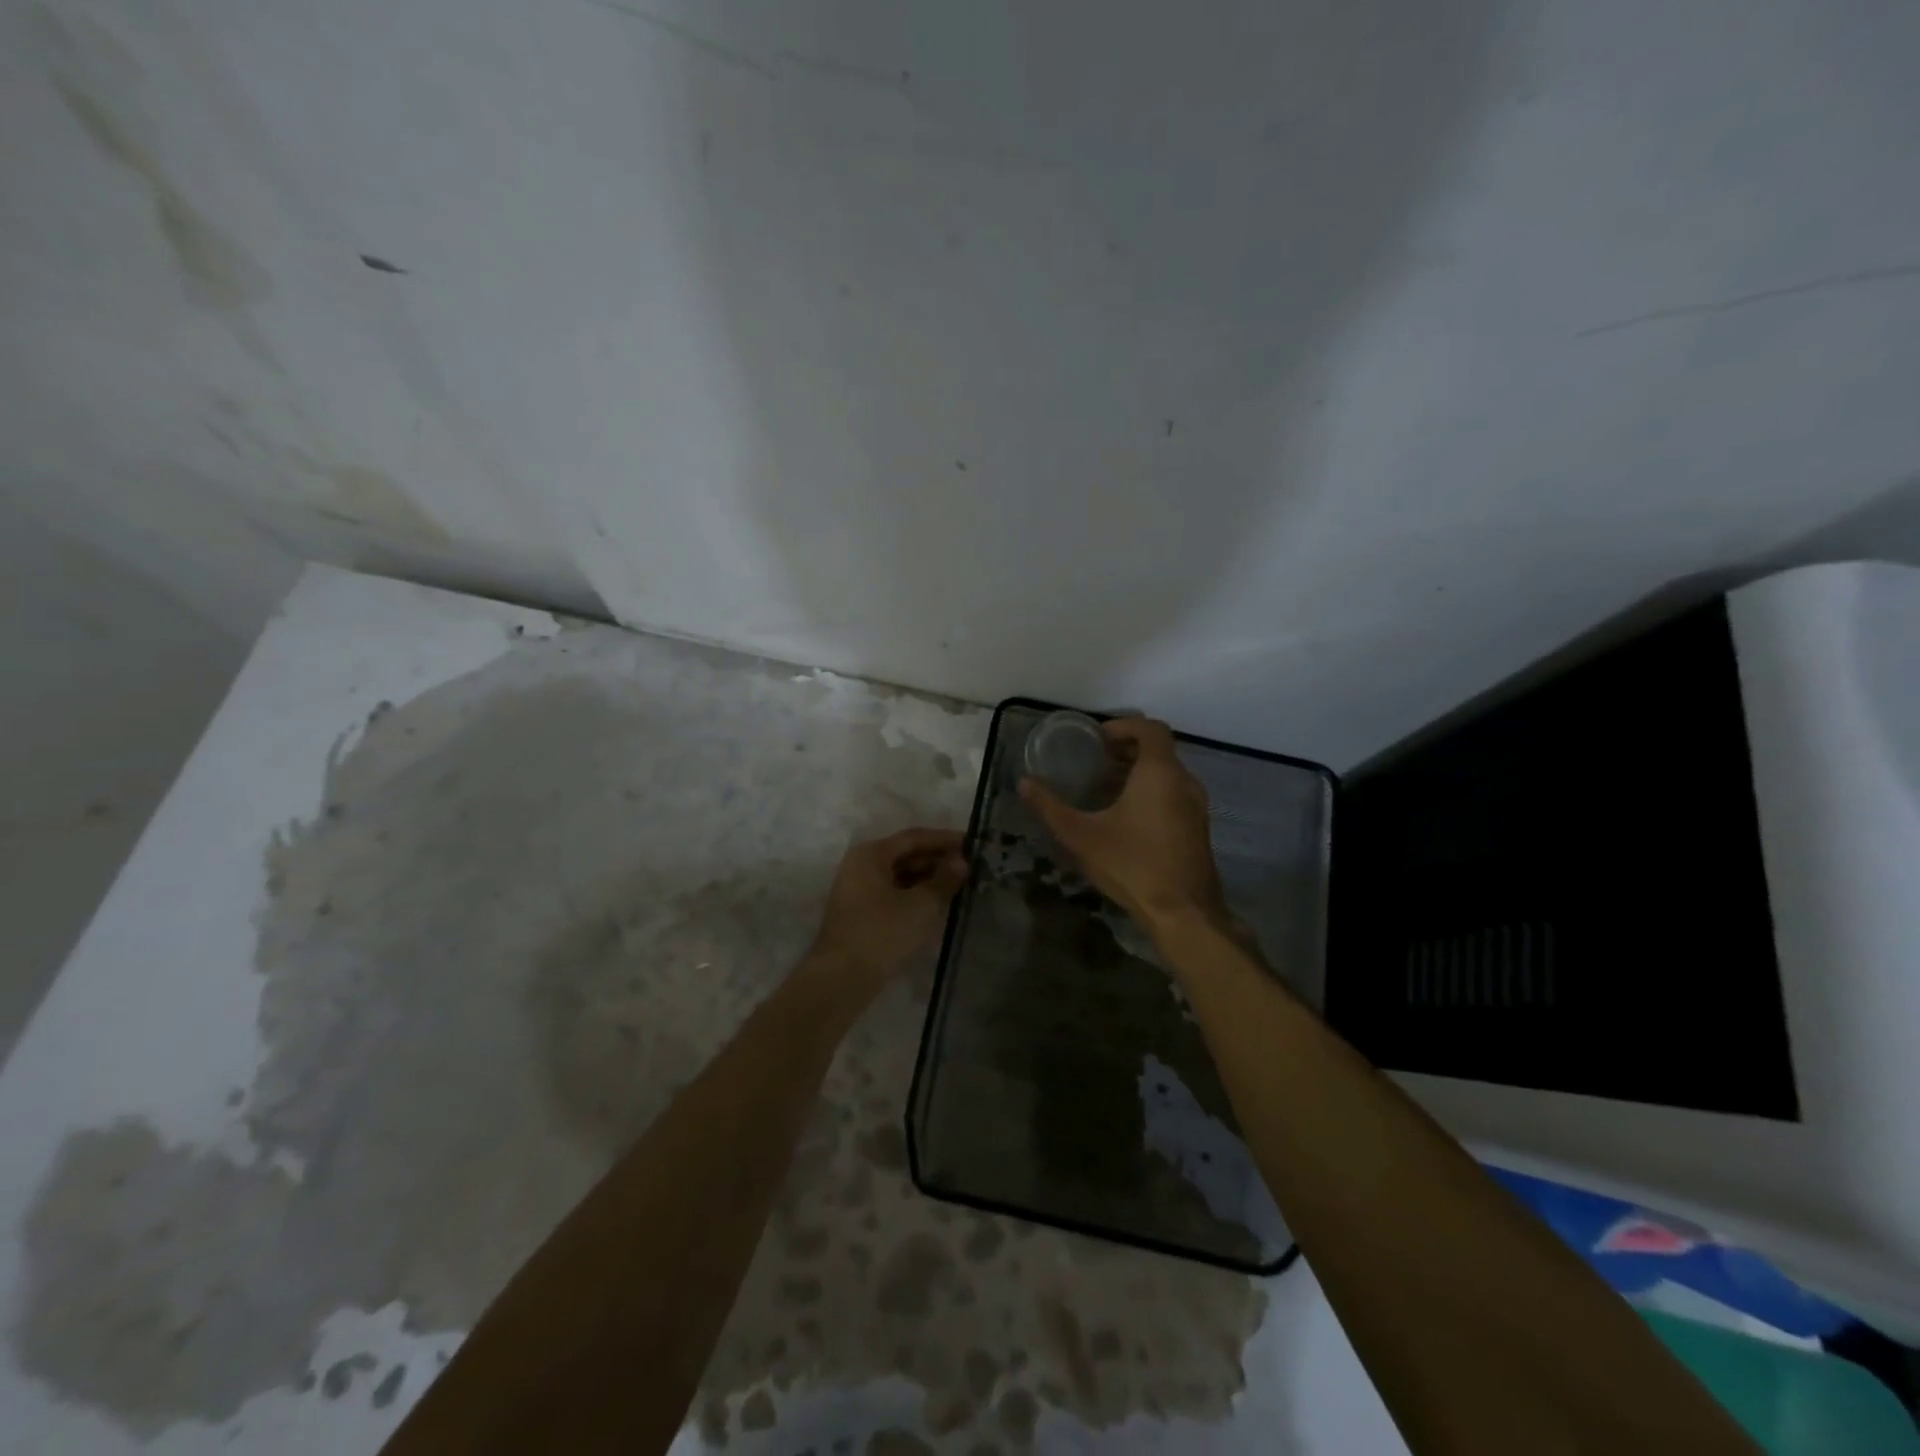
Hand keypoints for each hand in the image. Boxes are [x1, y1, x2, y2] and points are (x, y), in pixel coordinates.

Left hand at [803, 828, 968, 1003]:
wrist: (842, 979)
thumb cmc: (882, 933)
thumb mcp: (921, 905)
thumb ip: (944, 880)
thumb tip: (961, 862)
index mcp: (871, 854)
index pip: (913, 838)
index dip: (944, 839)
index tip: (972, 843)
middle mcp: (860, 866)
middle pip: (905, 855)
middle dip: (937, 860)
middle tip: (970, 867)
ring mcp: (858, 891)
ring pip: (900, 877)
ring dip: (928, 880)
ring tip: (959, 886)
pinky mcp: (861, 914)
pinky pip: (893, 895)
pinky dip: (915, 896)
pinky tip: (937, 906)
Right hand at [1020, 717, 1226, 932]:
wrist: (1183, 913)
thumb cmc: (1132, 865)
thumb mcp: (1081, 835)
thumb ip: (1050, 807)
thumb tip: (1024, 783)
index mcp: (1160, 773)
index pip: (1150, 728)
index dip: (1124, 725)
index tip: (1098, 738)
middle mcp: (1184, 782)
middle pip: (1158, 750)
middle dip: (1127, 750)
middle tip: (1095, 761)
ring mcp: (1196, 806)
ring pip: (1168, 773)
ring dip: (1139, 772)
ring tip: (1106, 787)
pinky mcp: (1198, 828)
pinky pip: (1174, 794)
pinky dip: (1152, 791)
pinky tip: (1126, 817)